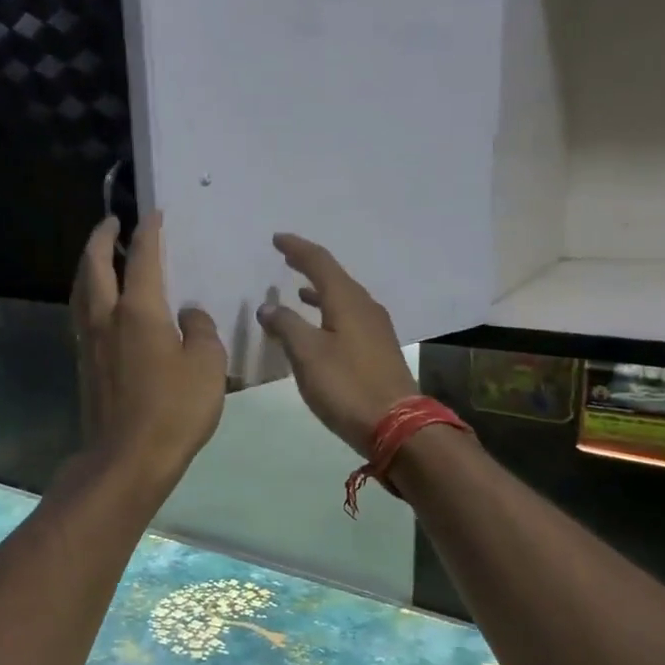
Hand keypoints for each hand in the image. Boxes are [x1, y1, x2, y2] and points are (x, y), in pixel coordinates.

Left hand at [73, 212, 226, 487]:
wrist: (127, 459)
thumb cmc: (174, 409)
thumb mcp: (207, 366)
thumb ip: (201, 330)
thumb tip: (189, 314)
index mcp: (139, 311)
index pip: (142, 258)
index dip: (149, 232)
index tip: (154, 214)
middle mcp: (107, 317)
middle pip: (95, 265)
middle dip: (102, 238)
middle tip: (111, 222)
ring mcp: (90, 342)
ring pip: (82, 290)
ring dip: (89, 265)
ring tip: (100, 257)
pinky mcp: (85, 365)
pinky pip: (83, 315)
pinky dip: (89, 296)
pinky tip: (101, 306)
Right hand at [257, 233, 418, 456]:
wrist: (396, 424)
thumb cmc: (347, 385)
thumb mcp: (307, 354)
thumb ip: (286, 325)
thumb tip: (268, 306)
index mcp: (347, 300)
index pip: (320, 262)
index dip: (297, 249)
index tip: (277, 239)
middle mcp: (365, 307)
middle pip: (335, 277)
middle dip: (309, 267)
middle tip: (287, 259)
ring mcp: (376, 329)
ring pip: (343, 299)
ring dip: (320, 292)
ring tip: (299, 292)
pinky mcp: (378, 350)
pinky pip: (349, 318)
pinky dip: (329, 314)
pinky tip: (320, 328)